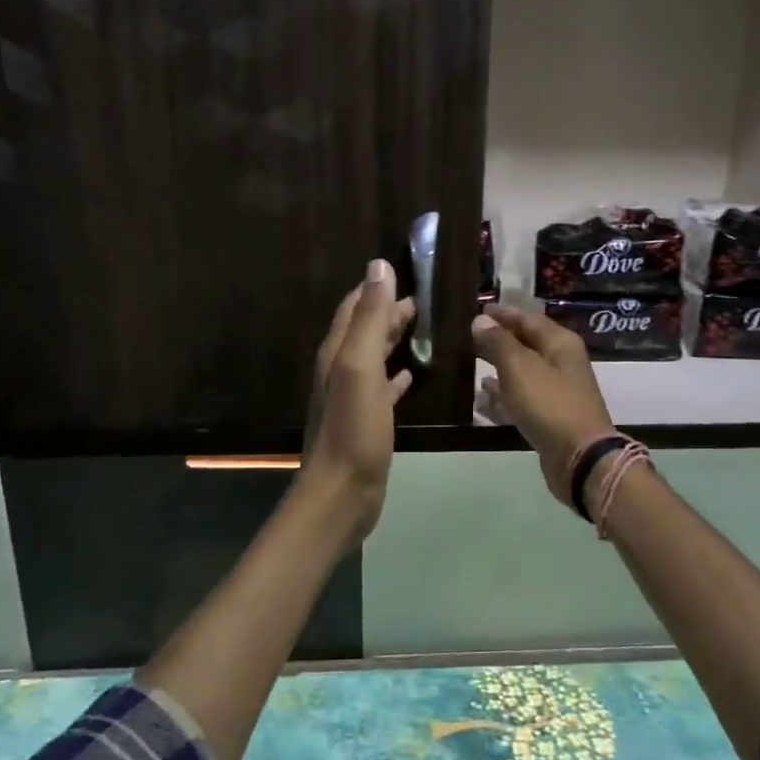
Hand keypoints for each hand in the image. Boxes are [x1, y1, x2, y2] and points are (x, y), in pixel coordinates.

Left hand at [299, 259, 415, 538]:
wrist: (342, 492)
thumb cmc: (353, 429)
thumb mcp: (360, 366)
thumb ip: (368, 318)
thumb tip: (378, 266)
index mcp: (337, 353)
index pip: (354, 307)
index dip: (375, 288)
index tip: (404, 272)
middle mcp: (341, 370)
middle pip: (364, 329)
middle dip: (388, 311)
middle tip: (423, 300)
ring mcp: (352, 397)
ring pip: (373, 356)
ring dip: (394, 339)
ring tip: (422, 327)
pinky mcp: (366, 420)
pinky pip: (382, 387)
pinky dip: (396, 374)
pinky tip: (410, 373)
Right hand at [472, 304, 616, 505]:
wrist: (580, 458)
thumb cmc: (549, 404)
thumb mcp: (519, 367)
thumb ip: (498, 342)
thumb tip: (480, 320)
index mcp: (560, 343)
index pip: (528, 319)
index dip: (503, 314)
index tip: (479, 309)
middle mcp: (561, 363)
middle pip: (526, 344)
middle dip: (499, 340)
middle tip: (469, 336)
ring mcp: (556, 392)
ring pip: (522, 373)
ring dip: (498, 369)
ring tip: (471, 365)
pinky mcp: (549, 417)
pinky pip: (521, 400)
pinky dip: (502, 397)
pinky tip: (481, 399)